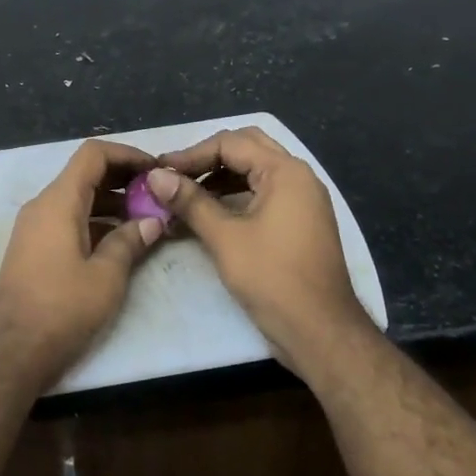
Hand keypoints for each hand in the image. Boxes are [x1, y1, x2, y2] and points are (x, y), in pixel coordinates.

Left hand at [0, 139, 164, 390]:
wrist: (10, 352)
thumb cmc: (61, 310)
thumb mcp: (106, 277)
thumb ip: (130, 242)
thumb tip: (152, 221)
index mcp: (58, 202)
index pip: (93, 154)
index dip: (127, 154)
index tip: (156, 170)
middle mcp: (42, 206)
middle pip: (85, 174)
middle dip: (123, 179)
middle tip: (158, 196)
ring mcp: (34, 227)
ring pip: (77, 198)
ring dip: (111, 202)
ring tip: (147, 219)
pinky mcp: (33, 249)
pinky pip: (67, 219)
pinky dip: (95, 221)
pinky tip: (120, 241)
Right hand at [147, 127, 371, 374]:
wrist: (321, 331)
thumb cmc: (272, 279)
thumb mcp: (225, 237)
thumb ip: (190, 201)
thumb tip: (154, 176)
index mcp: (285, 172)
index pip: (231, 143)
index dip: (191, 154)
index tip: (159, 171)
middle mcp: (298, 177)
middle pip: (247, 148)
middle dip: (207, 158)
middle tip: (175, 175)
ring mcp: (303, 199)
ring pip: (255, 170)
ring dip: (220, 176)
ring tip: (185, 193)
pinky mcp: (300, 221)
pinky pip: (264, 192)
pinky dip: (235, 194)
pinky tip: (210, 211)